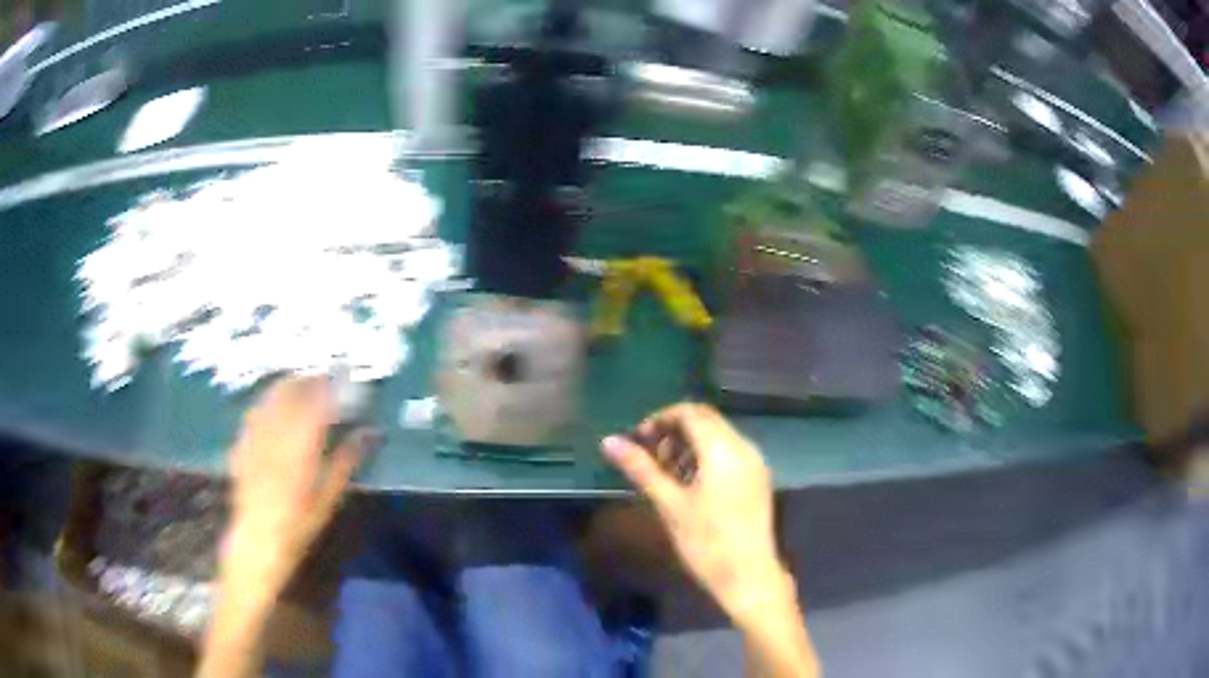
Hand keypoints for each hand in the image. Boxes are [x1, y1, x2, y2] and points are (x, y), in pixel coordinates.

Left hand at [224, 377, 365, 588]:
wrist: (258, 539)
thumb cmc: (299, 524)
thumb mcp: (329, 497)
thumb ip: (346, 461)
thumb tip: (368, 433)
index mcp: (301, 446)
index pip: (317, 402)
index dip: (329, 384)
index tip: (341, 375)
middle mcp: (276, 434)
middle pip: (290, 393)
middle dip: (306, 379)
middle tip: (320, 375)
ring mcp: (255, 436)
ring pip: (269, 398)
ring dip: (285, 386)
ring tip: (297, 382)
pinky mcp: (242, 443)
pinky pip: (254, 413)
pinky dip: (265, 403)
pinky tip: (269, 406)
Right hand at [602, 404, 789, 620]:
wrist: (749, 576)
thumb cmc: (706, 542)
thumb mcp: (669, 505)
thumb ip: (641, 468)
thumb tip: (609, 441)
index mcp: (724, 449)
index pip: (690, 413)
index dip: (660, 419)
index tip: (638, 440)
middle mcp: (744, 447)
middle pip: (706, 420)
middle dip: (674, 430)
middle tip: (649, 456)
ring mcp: (755, 462)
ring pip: (718, 435)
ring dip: (690, 443)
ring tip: (665, 473)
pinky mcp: (758, 478)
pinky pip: (730, 451)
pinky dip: (706, 456)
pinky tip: (690, 484)